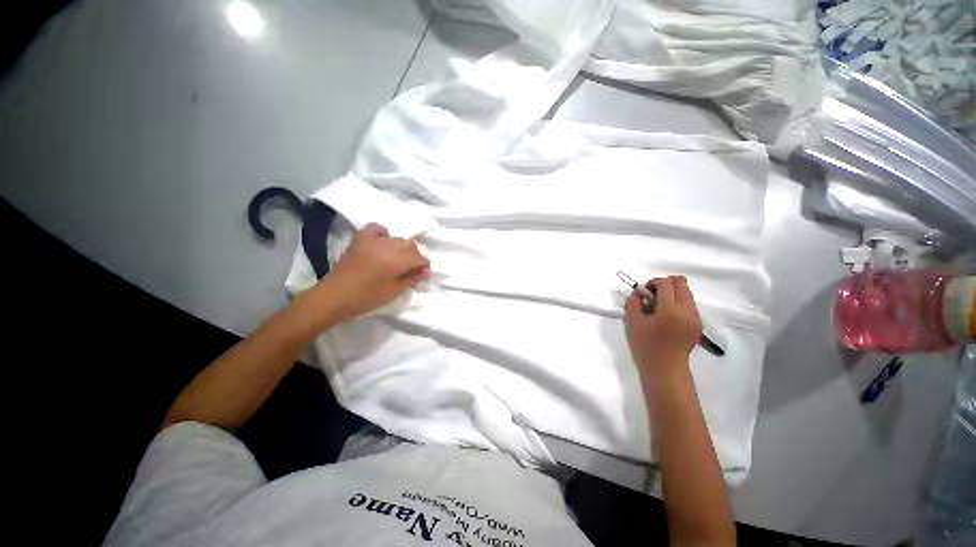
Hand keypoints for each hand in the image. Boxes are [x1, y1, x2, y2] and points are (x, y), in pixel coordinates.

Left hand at [320, 223, 430, 321]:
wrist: (334, 297)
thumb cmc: (367, 298)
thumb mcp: (394, 292)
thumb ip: (412, 279)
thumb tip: (427, 271)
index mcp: (396, 261)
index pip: (419, 257)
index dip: (424, 266)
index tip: (423, 274)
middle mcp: (387, 246)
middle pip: (410, 246)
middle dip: (414, 256)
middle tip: (411, 270)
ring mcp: (372, 241)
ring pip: (397, 238)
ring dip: (402, 248)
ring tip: (397, 260)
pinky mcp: (360, 239)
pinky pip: (376, 228)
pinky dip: (383, 234)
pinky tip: (383, 243)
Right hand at [624, 276, 701, 375]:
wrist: (665, 369)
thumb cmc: (646, 346)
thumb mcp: (632, 322)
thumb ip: (633, 302)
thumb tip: (638, 292)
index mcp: (670, 309)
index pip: (666, 283)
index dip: (652, 283)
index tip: (643, 293)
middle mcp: (687, 310)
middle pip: (681, 283)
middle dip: (664, 284)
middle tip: (652, 296)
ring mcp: (696, 317)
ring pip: (686, 292)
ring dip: (671, 293)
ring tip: (658, 308)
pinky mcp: (698, 324)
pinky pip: (689, 304)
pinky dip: (677, 303)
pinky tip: (666, 317)